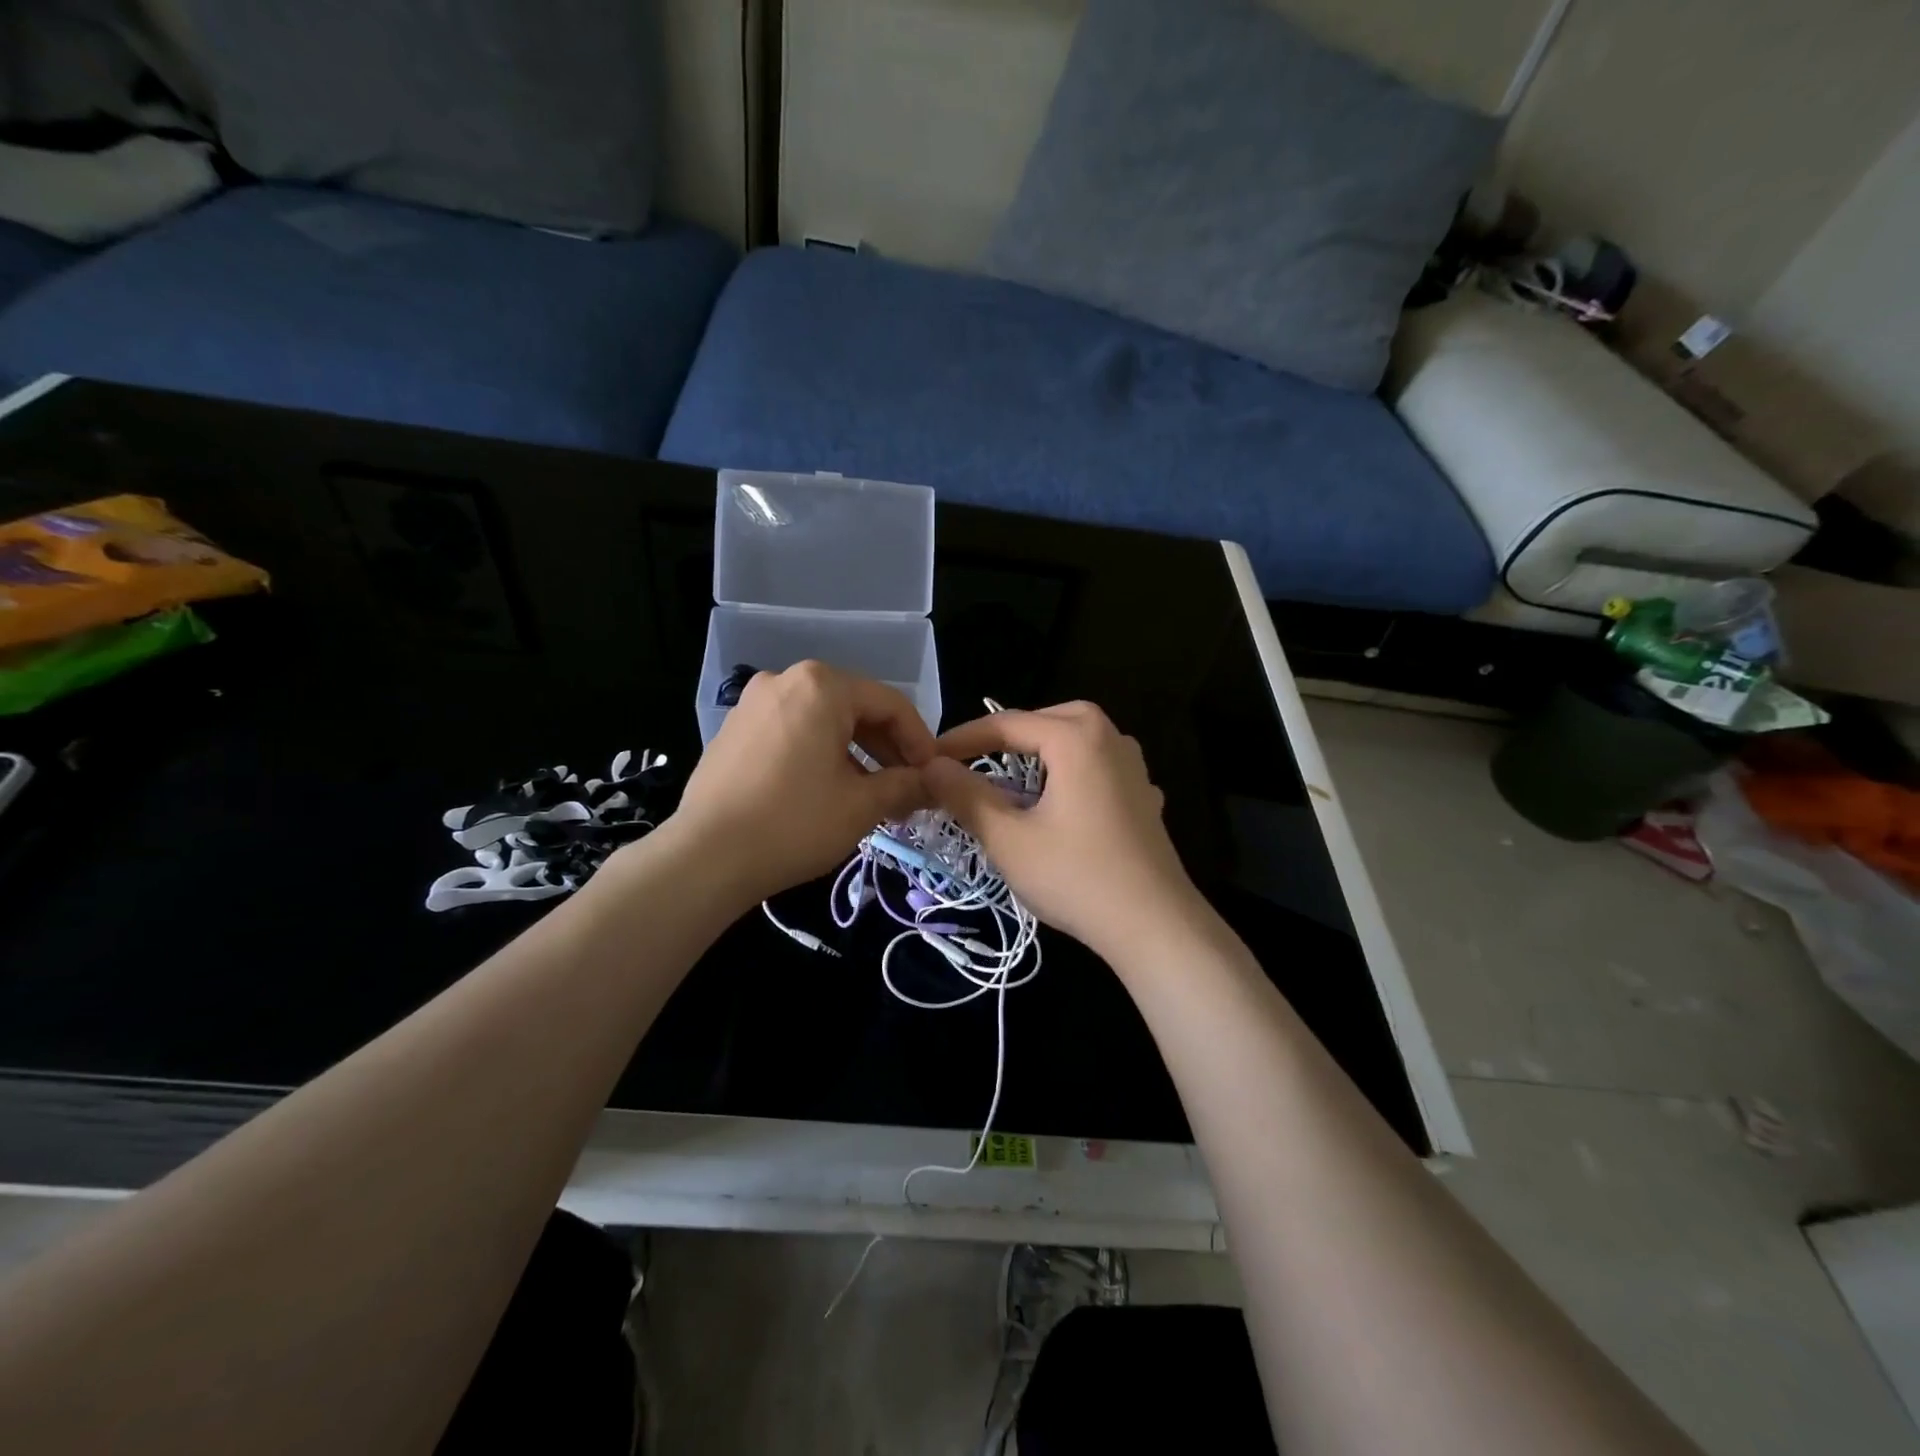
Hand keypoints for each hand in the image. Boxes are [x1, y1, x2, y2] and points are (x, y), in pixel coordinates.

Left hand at [666, 662, 936, 905]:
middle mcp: (785, 680)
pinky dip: (819, 754)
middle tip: (906, 789)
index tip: (933, 776)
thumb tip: (935, 783)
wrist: (705, 857)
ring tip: (870, 795)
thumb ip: (906, 785)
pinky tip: (826, 791)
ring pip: (823, 721)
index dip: (920, 741)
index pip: (890, 704)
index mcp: (822, 686)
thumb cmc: (794, 823)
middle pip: (855, 708)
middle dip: (887, 749)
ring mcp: (754, 703)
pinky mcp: (734, 730)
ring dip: (855, 754)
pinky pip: (792, 732)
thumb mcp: (862, 805)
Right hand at [924, 702, 1203, 963]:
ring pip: (1077, 740)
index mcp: (1076, 737)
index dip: (963, 740)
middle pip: (1047, 721)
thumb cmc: (1076, 876)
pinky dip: (1071, 773)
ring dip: (1042, 753)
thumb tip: (931, 765)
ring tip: (1012, 778)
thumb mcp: (1008, 838)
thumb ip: (965, 795)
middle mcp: (1110, 738)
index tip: (929, 759)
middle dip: (1008, 737)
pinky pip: (1098, 767)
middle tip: (972, 759)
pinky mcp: (1144, 797)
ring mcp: (1134, 767)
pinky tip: (1062, 801)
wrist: (1155, 926)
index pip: (1007, 724)